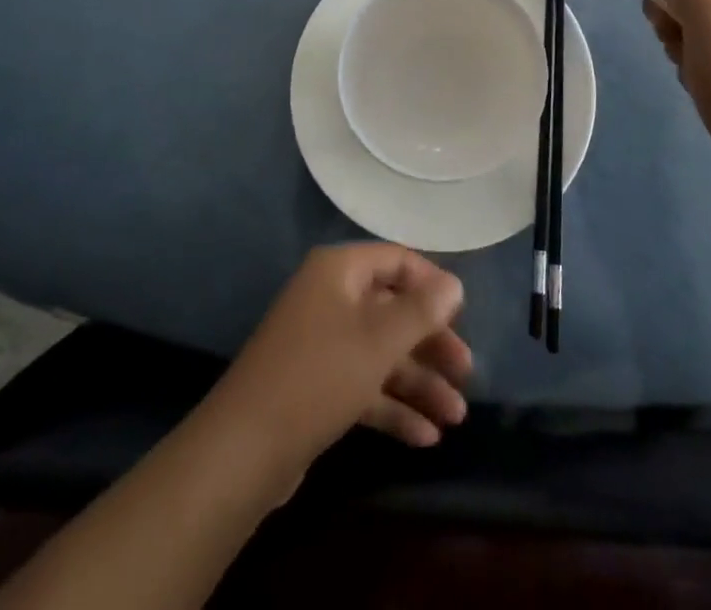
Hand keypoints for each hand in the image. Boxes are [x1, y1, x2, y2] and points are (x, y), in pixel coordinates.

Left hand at [206, 244, 471, 474]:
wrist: (244, 450)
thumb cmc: (319, 375)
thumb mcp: (378, 340)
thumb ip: (421, 310)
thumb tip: (455, 283)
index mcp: (340, 272)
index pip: (397, 261)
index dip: (432, 284)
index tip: (463, 315)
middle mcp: (330, 299)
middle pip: (392, 311)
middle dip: (431, 343)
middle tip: (466, 372)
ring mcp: (321, 344)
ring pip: (381, 354)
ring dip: (419, 382)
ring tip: (457, 416)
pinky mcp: (316, 387)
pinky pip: (363, 385)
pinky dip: (393, 407)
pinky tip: (425, 436)